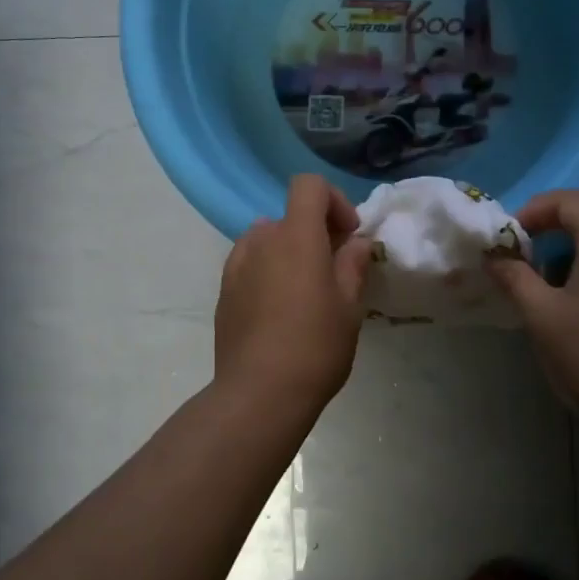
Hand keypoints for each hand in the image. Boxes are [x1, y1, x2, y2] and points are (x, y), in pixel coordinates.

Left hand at [214, 175, 373, 410]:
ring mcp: (236, 265)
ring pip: (266, 240)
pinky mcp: (223, 291)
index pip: (308, 185)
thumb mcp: (349, 307)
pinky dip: (267, 271)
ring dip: (289, 251)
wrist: (259, 394)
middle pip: (289, 216)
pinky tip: (278, 311)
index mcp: (296, 236)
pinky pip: (249, 265)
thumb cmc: (315, 346)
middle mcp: (261, 241)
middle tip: (334, 269)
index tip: (347, 235)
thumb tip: (355, 243)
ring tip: (304, 291)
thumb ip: (353, 265)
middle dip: (315, 232)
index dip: (333, 201)